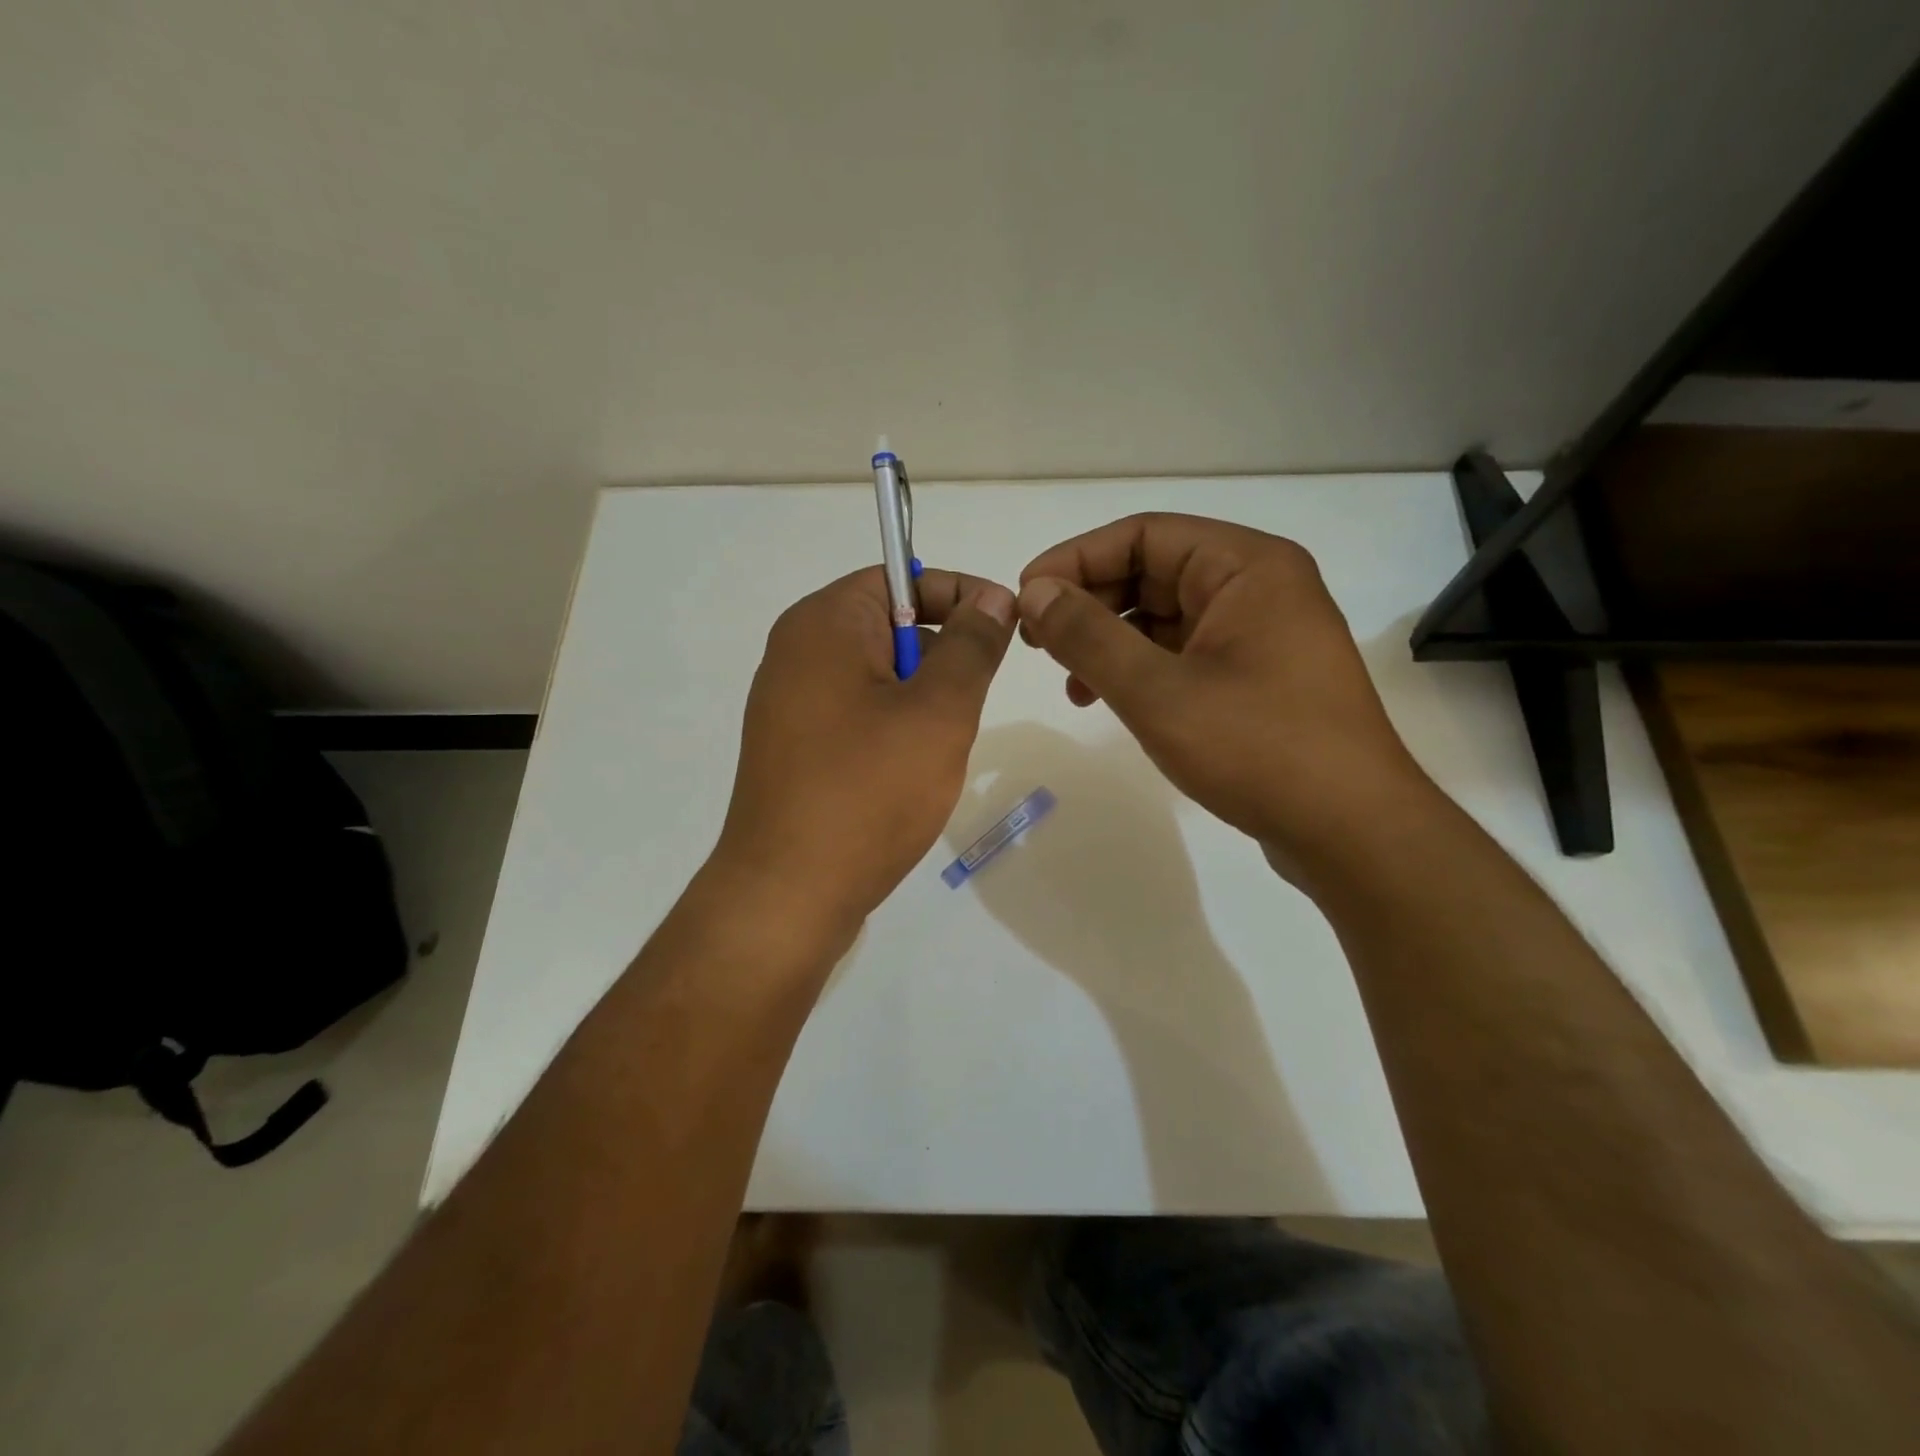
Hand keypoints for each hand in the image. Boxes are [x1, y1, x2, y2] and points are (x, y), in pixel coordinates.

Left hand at [713, 566, 1015, 934]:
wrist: (788, 894)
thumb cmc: (868, 792)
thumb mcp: (939, 711)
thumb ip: (972, 645)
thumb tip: (992, 596)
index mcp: (824, 623)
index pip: (900, 576)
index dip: (959, 594)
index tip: (1005, 628)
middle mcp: (797, 651)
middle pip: (889, 625)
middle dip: (941, 656)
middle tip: (968, 706)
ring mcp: (790, 703)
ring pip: (878, 675)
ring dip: (921, 699)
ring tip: (937, 750)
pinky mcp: (794, 748)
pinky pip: (857, 714)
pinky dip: (893, 729)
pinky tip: (907, 775)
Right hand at [1017, 513, 1431, 866]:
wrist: (1351, 832)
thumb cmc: (1257, 748)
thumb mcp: (1157, 691)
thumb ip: (1087, 636)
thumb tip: (1034, 593)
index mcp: (1247, 567)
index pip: (1145, 534)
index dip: (1076, 559)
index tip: (1026, 596)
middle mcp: (1259, 587)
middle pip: (1155, 571)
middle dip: (1091, 603)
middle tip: (1039, 642)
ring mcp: (1262, 635)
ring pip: (1166, 617)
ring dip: (1110, 642)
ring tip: (1070, 683)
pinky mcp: (1258, 678)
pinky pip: (1185, 653)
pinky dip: (1141, 670)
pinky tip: (1109, 700)